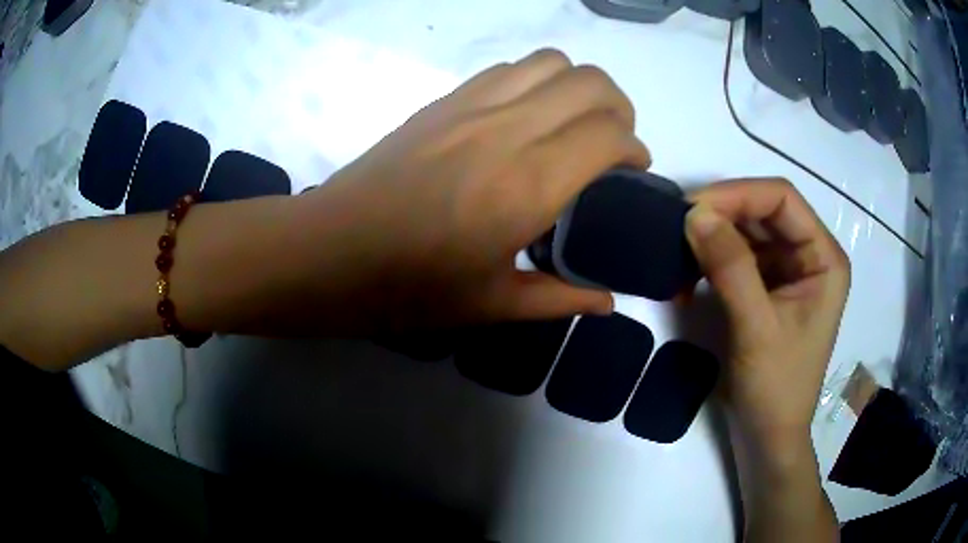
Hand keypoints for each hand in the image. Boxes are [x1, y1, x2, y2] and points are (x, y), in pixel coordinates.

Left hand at [293, 49, 648, 331]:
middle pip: (591, 83)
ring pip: (550, 62)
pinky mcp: (443, 100)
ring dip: (578, 86)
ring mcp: (472, 105)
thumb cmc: (410, 287)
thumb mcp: (492, 305)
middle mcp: (508, 129)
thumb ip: (561, 299)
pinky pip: (508, 68)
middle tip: (612, 144)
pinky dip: (536, 80)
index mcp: (529, 184)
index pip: (610, 135)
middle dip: (619, 108)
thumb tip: (608, 301)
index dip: (635, 148)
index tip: (633, 172)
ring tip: (574, 122)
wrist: (332, 251)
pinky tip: (526, 116)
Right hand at [684, 179, 850, 457]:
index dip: (739, 194)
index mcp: (824, 258)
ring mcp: (787, 271)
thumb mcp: (757, 328)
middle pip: (763, 211)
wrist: (767, 436)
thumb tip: (694, 214)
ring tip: (678, 252)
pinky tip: (689, 275)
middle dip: (721, 214)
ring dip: (712, 237)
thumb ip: (731, 268)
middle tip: (677, 227)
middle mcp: (808, 255)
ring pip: (747, 231)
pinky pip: (737, 256)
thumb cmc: (776, 388)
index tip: (693, 208)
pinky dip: (711, 259)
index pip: (782, 199)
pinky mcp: (766, 287)